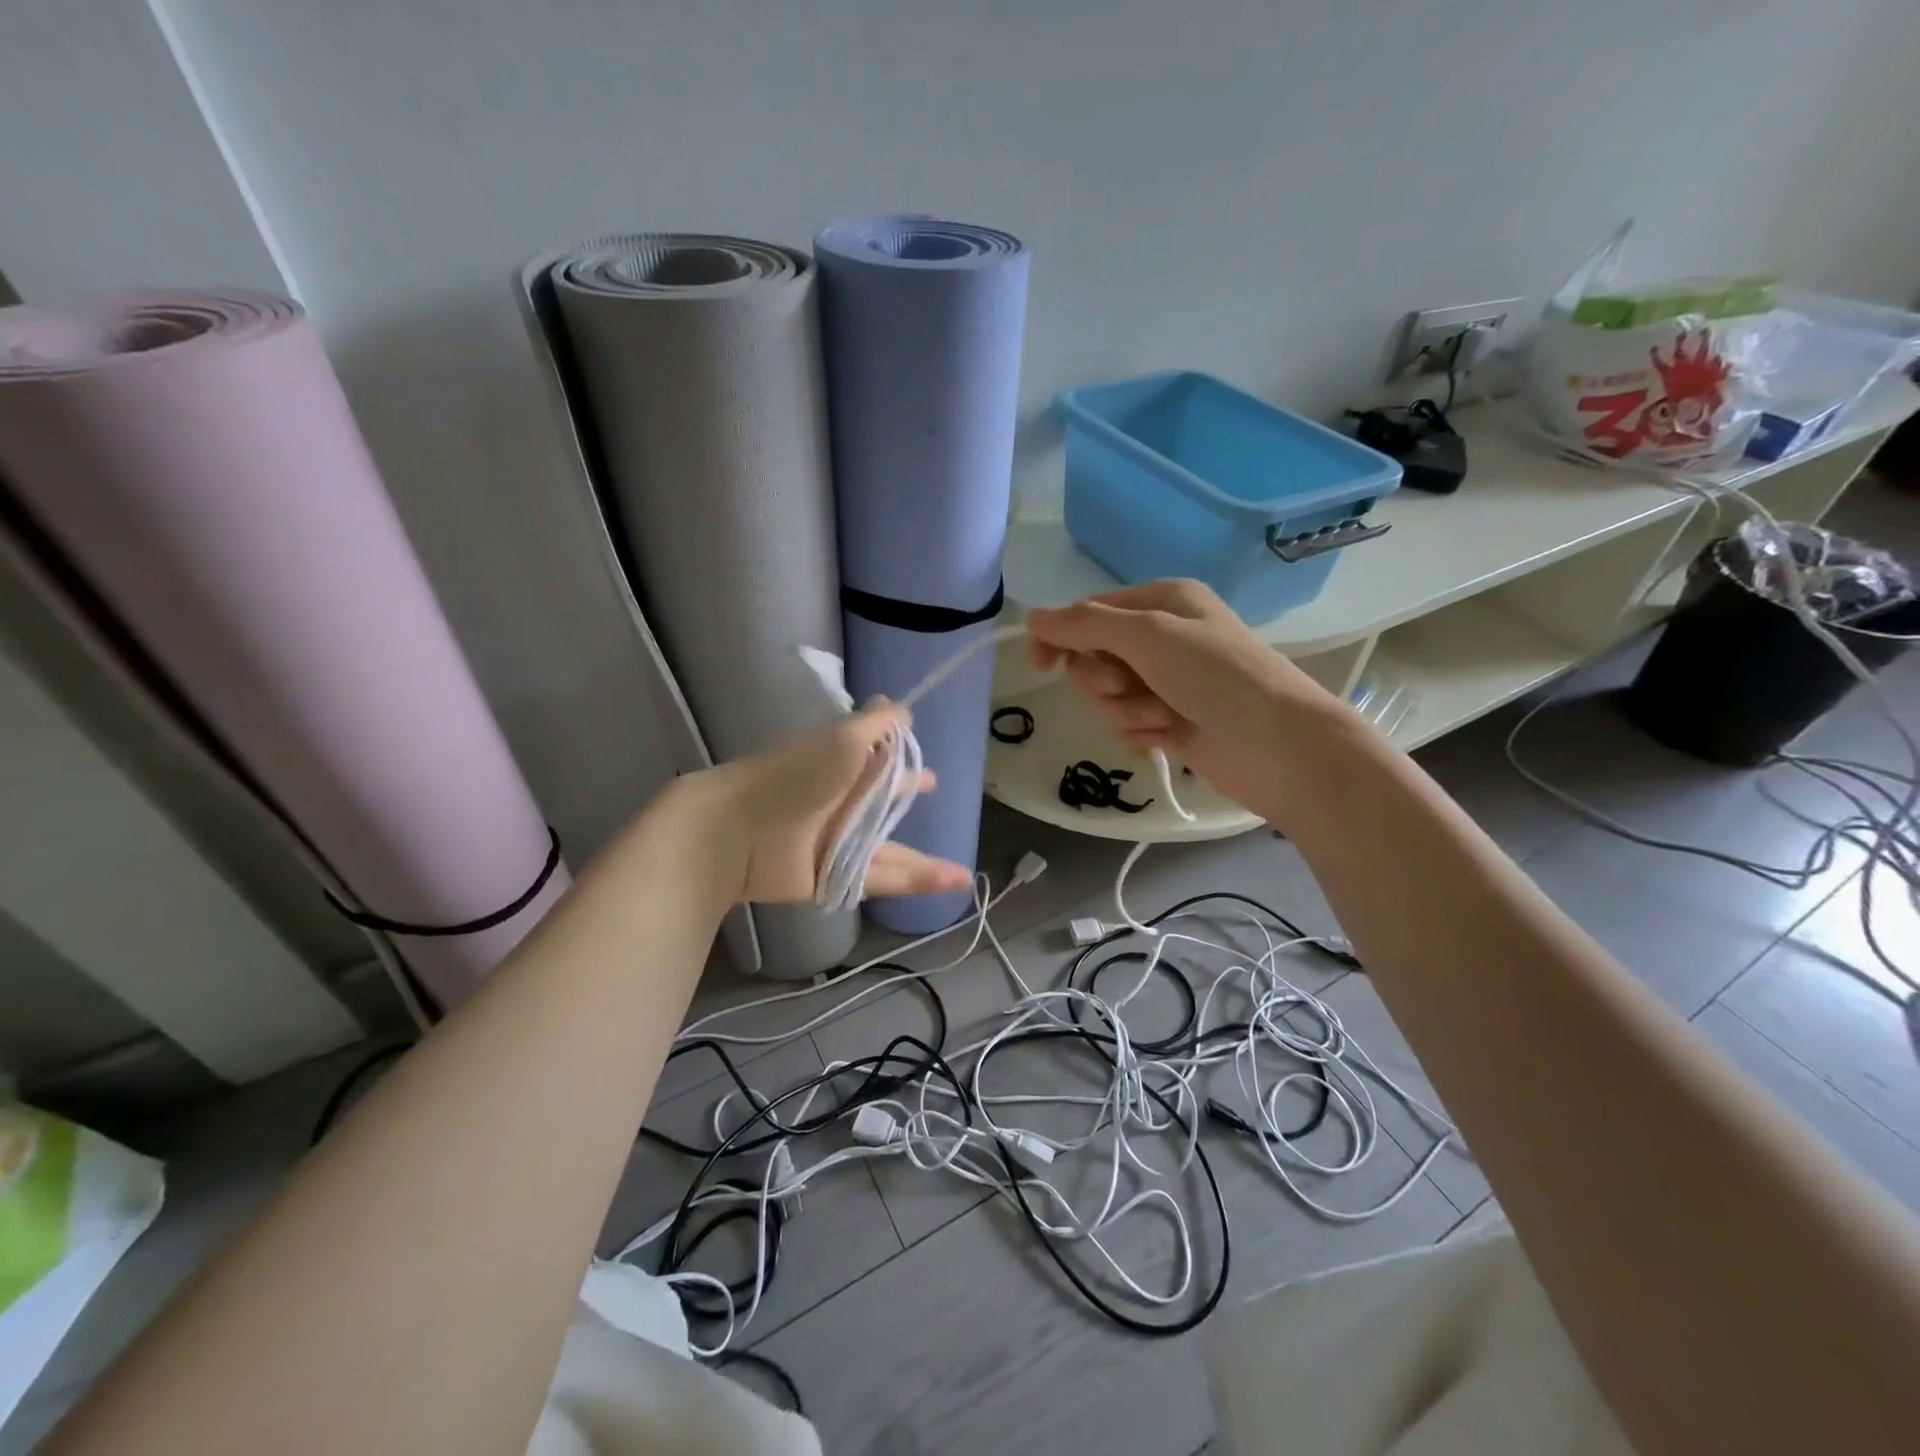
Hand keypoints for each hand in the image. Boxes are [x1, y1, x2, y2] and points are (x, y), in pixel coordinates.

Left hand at [701, 702, 973, 904]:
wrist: (739, 831)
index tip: (920, 746)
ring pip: (891, 848)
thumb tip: (903, 707)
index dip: (900, 751)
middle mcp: (843, 801)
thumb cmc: (795, 775)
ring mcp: (840, 842)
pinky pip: (885, 878)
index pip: (879, 754)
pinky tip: (954, 882)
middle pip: (884, 799)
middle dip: (906, 792)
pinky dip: (919, 881)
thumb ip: (878, 724)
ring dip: (926, 860)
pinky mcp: (838, 876)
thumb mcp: (844, 739)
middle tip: (933, 784)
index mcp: (844, 764)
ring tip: (964, 873)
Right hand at [1026, 579, 1359, 816]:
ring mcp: (1166, 682)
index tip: (1041, 666)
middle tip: (1132, 686)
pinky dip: (1141, 731)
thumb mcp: (1148, 635)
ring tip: (1163, 715)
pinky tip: (1170, 736)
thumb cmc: (1217, 676)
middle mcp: (1163, 637)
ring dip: (1127, 709)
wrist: (1278, 746)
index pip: (1089, 613)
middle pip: (1094, 658)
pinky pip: (1126, 723)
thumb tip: (1032, 617)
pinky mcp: (1170, 721)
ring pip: (1107, 696)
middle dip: (1105, 680)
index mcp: (1162, 601)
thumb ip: (1085, 625)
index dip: (1062, 637)